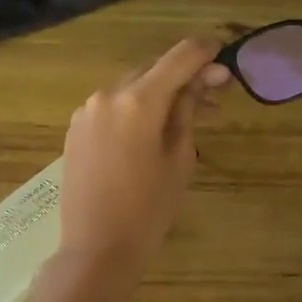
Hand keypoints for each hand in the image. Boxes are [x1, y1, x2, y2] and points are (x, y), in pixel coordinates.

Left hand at [57, 37, 228, 277]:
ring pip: (132, 86)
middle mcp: (108, 95)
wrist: (96, 249)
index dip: (206, 52)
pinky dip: (136, 107)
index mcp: (138, 101)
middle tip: (214, 95)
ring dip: (160, 92)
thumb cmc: (148, 210)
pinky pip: (113, 106)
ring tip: (186, 117)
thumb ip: (187, 113)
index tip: (226, 57)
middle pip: (154, 68)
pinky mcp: (76, 128)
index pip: (180, 56)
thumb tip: (199, 82)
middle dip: (185, 75)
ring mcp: (86, 110)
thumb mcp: (180, 160)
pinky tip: (152, 130)